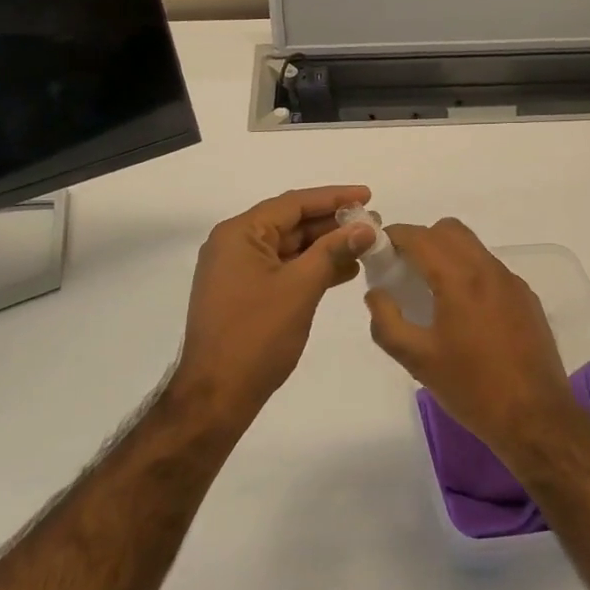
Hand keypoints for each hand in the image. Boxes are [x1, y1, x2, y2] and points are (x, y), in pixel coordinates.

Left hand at [173, 186, 377, 416]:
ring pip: (289, 247)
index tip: (368, 195)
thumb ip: (333, 251)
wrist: (216, 395)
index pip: (294, 203)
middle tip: (372, 223)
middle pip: (291, 222)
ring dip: (325, 246)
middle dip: (332, 223)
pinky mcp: (244, 294)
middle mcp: (234, 244)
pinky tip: (343, 271)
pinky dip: (311, 267)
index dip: (334, 197)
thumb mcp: (300, 287)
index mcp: (240, 233)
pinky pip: (283, 269)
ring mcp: (237, 271)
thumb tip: (366, 227)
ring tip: (365, 246)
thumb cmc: (256, 335)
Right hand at [364, 218, 576, 460]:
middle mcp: (489, 270)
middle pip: (449, 231)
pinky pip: (491, 270)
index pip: (420, 237)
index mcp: (460, 279)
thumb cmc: (472, 388)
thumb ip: (387, 322)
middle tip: (404, 271)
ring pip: (473, 247)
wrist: (536, 418)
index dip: (394, 237)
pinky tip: (464, 313)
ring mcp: (512, 283)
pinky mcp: (527, 299)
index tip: (378, 252)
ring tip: (431, 292)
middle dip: (421, 240)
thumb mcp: (417, 360)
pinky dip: (470, 273)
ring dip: (447, 255)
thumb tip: (376, 295)